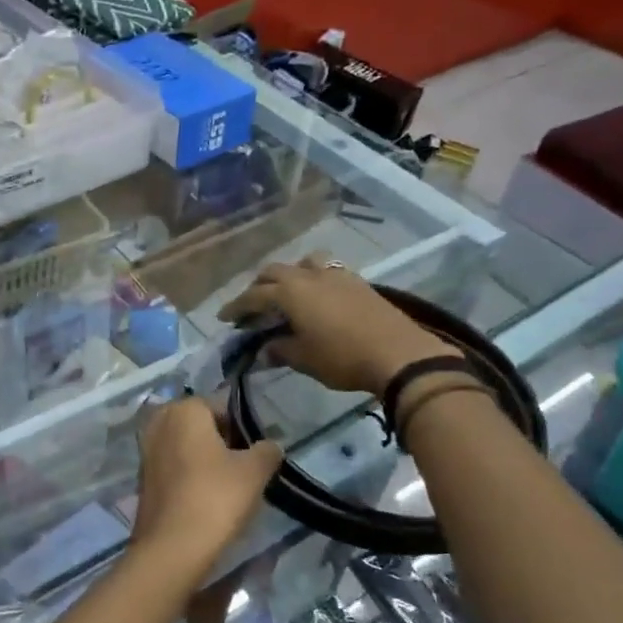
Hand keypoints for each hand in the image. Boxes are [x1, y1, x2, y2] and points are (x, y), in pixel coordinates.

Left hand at [129, 397, 282, 575]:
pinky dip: (190, 476)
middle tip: (244, 468)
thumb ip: (267, 450)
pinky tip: (206, 498)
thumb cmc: (215, 498)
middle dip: (223, 441)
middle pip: (201, 425)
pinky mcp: (142, 478)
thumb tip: (271, 445)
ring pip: (186, 446)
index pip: (222, 406)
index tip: (256, 452)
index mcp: (183, 410)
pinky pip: (174, 467)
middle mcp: (159, 422)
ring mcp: (146, 451)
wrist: (172, 548)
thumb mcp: (254, 472)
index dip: (243, 427)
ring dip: (206, 460)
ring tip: (228, 486)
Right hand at [217, 254, 455, 394]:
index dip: (236, 307)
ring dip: (288, 275)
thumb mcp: (304, 358)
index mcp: (290, 292)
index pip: (253, 296)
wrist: (398, 354)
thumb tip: (264, 349)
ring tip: (286, 294)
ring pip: (302, 263)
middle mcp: (309, 275)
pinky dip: (312, 278)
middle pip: (274, 272)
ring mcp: (336, 274)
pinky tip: (317, 297)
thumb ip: (279, 350)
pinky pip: (325, 270)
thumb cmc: (342, 357)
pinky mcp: (357, 281)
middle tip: (252, 308)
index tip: (225, 318)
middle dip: (258, 288)